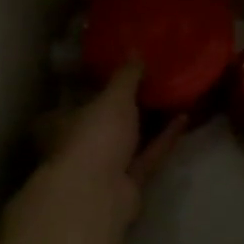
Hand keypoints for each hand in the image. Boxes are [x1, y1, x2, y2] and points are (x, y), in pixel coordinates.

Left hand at [6, 64, 184, 243]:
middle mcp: (77, 146)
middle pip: (102, 123)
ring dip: (149, 122)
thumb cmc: (93, 136)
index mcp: (59, 123)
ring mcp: (102, 168)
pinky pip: (148, 155)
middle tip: (151, 83)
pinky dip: (164, 139)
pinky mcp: (127, 184)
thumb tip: (135, 49)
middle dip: (125, 108)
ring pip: (128, 141)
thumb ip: (126, 75)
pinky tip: (184, 118)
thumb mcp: (112, 97)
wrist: (97, 194)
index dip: (93, 88)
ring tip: (172, 97)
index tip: (117, 75)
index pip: (73, 102)